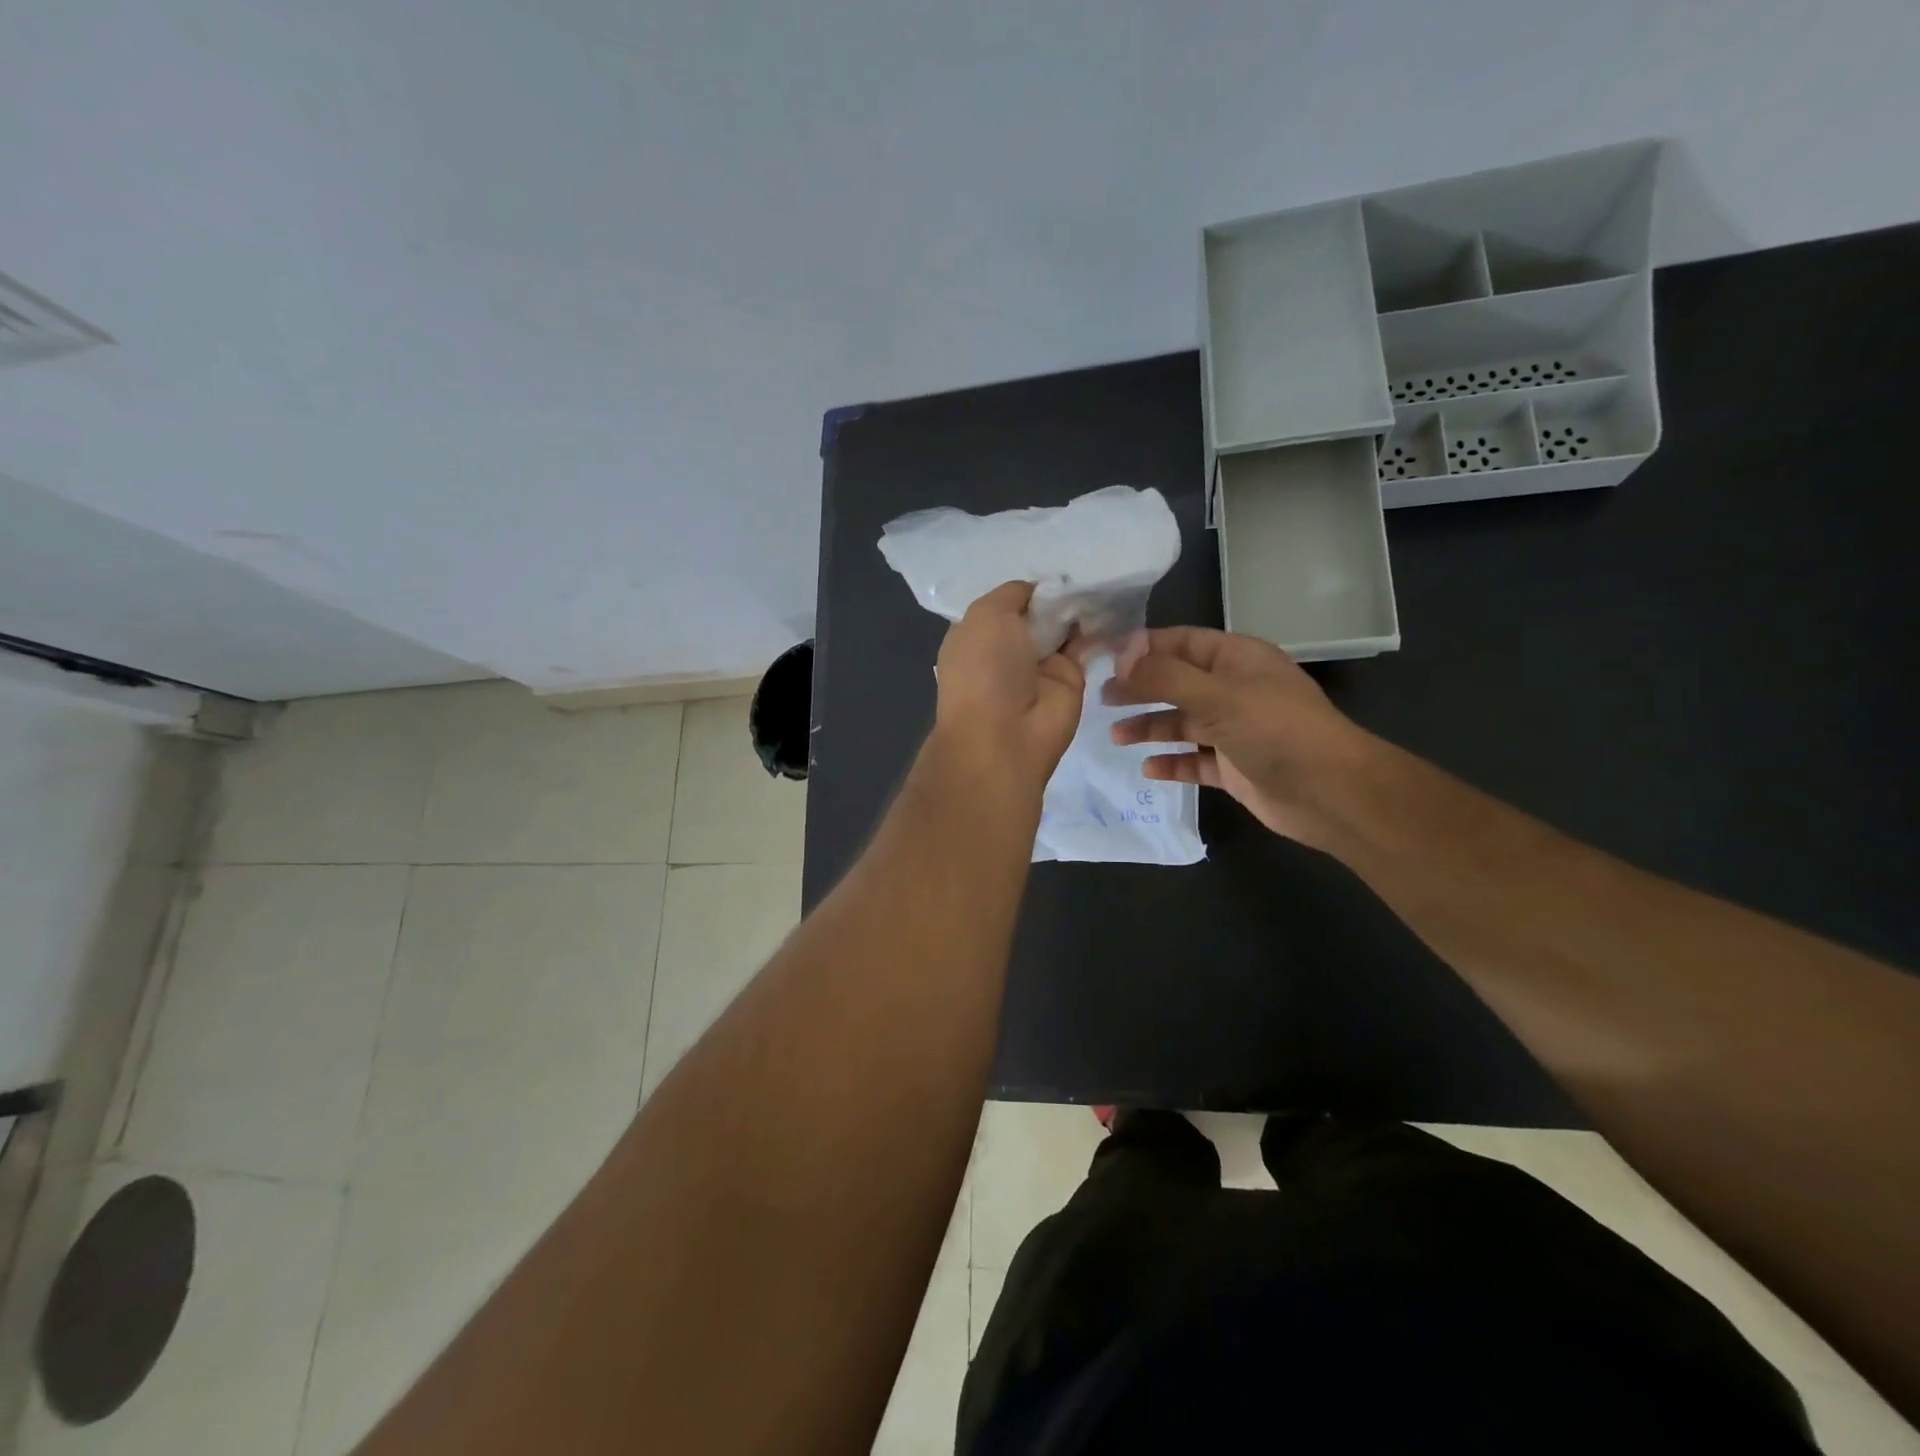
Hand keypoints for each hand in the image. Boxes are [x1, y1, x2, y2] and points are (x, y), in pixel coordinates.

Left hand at [932, 581, 1084, 785]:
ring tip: (1103, 581)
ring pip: (1064, 626)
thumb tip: (1041, 590)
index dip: (1029, 587)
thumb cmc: (985, 668)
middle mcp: (1007, 648)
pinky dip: (1099, 627)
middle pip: (1038, 612)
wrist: (1006, 735)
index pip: (1007, 602)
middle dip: (1058, 593)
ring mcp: (1039, 664)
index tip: (1053, 571)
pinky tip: (1114, 605)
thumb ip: (1013, 594)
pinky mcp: (1071, 678)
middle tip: (1087, 569)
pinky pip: (1087, 645)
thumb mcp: (987, 614)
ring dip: (1080, 607)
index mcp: (977, 633)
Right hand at [1105, 628, 1374, 848]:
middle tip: (1101, 699)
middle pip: (1177, 683)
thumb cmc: (1276, 731)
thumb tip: (1121, 658)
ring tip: (1116, 737)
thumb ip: (1166, 677)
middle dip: (1140, 689)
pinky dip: (1172, 762)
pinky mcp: (1234, 766)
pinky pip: (1195, 760)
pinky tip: (1148, 769)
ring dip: (1150, 727)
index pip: (1181, 642)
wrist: (1330, 793)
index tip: (1105, 660)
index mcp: (1236, 659)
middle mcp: (1234, 689)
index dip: (1143, 648)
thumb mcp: (1217, 695)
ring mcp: (1235, 729)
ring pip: (1183, 723)